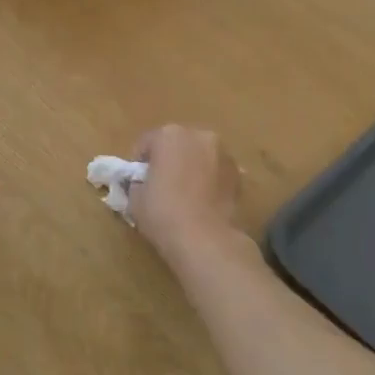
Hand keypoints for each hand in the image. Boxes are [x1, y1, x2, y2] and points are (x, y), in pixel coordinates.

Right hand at [128, 125, 240, 262]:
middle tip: (161, 186)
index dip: (139, 164)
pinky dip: (209, 181)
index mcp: (169, 135)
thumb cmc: (163, 212)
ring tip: (185, 195)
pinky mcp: (239, 175)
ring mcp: (223, 154)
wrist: (205, 239)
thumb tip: (142, 184)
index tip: (138, 182)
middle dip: (168, 160)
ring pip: (199, 156)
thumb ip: (137, 183)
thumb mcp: (135, 197)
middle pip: (176, 144)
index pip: (146, 143)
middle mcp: (199, 136)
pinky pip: (216, 172)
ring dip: (191, 168)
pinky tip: (202, 202)